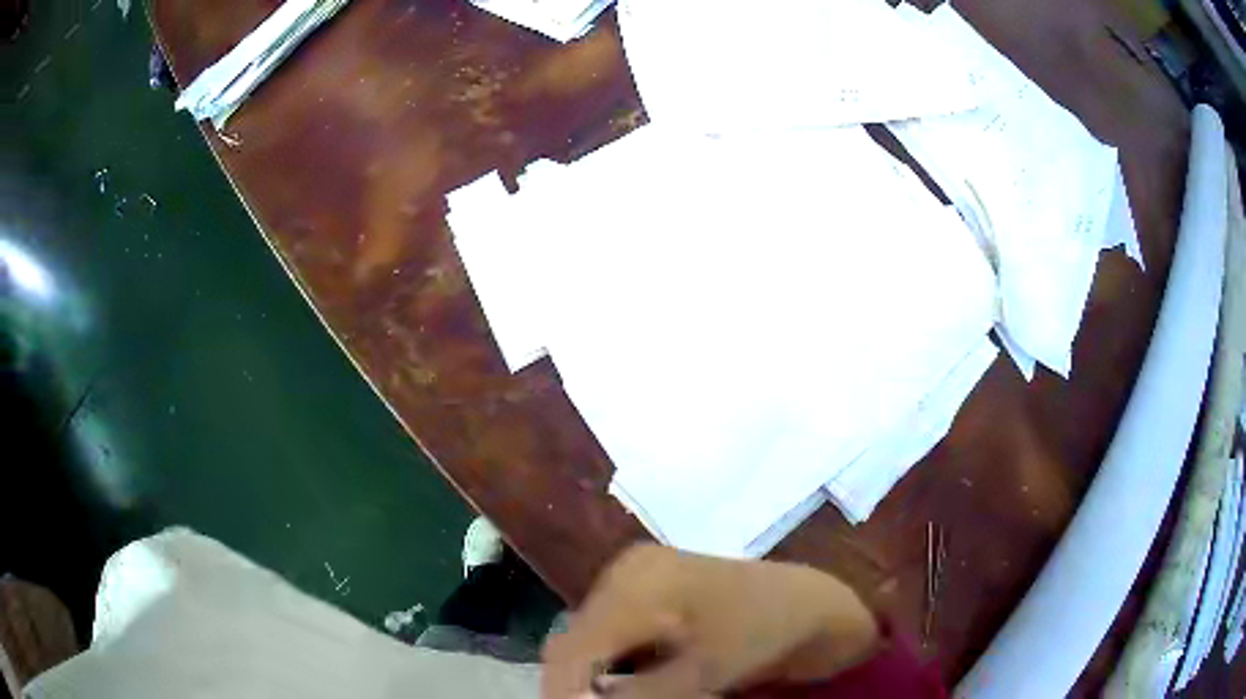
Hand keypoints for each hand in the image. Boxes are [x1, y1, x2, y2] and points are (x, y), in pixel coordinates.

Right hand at [542, 544, 879, 697]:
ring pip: (592, 640)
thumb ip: (638, 695)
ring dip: (599, 677)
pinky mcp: (649, 593)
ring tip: (618, 697)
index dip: (563, 689)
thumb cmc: (764, 631)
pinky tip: (638, 683)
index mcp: (636, 582)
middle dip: (581, 684)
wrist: (810, 604)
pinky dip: (619, 665)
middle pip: (577, 641)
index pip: (573, 645)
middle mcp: (626, 573)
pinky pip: (613, 635)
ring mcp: (638, 579)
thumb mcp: (704, 673)